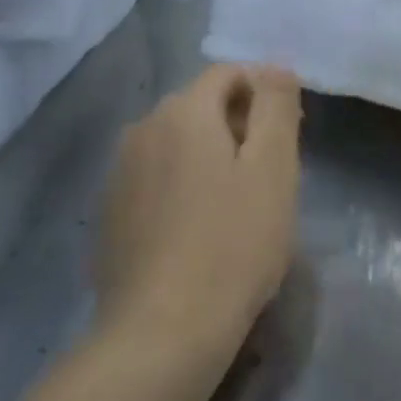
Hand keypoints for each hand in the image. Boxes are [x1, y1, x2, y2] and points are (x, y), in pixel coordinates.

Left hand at [97, 64, 302, 361]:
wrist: (162, 333)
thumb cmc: (233, 243)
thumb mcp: (273, 167)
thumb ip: (277, 106)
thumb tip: (276, 67)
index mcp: (182, 112)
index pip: (229, 74)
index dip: (265, 93)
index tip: (289, 135)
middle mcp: (141, 129)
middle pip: (201, 106)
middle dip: (240, 125)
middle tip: (271, 174)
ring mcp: (119, 173)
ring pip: (178, 143)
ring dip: (212, 157)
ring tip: (240, 204)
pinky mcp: (110, 214)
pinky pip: (157, 178)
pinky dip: (184, 185)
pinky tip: (202, 230)